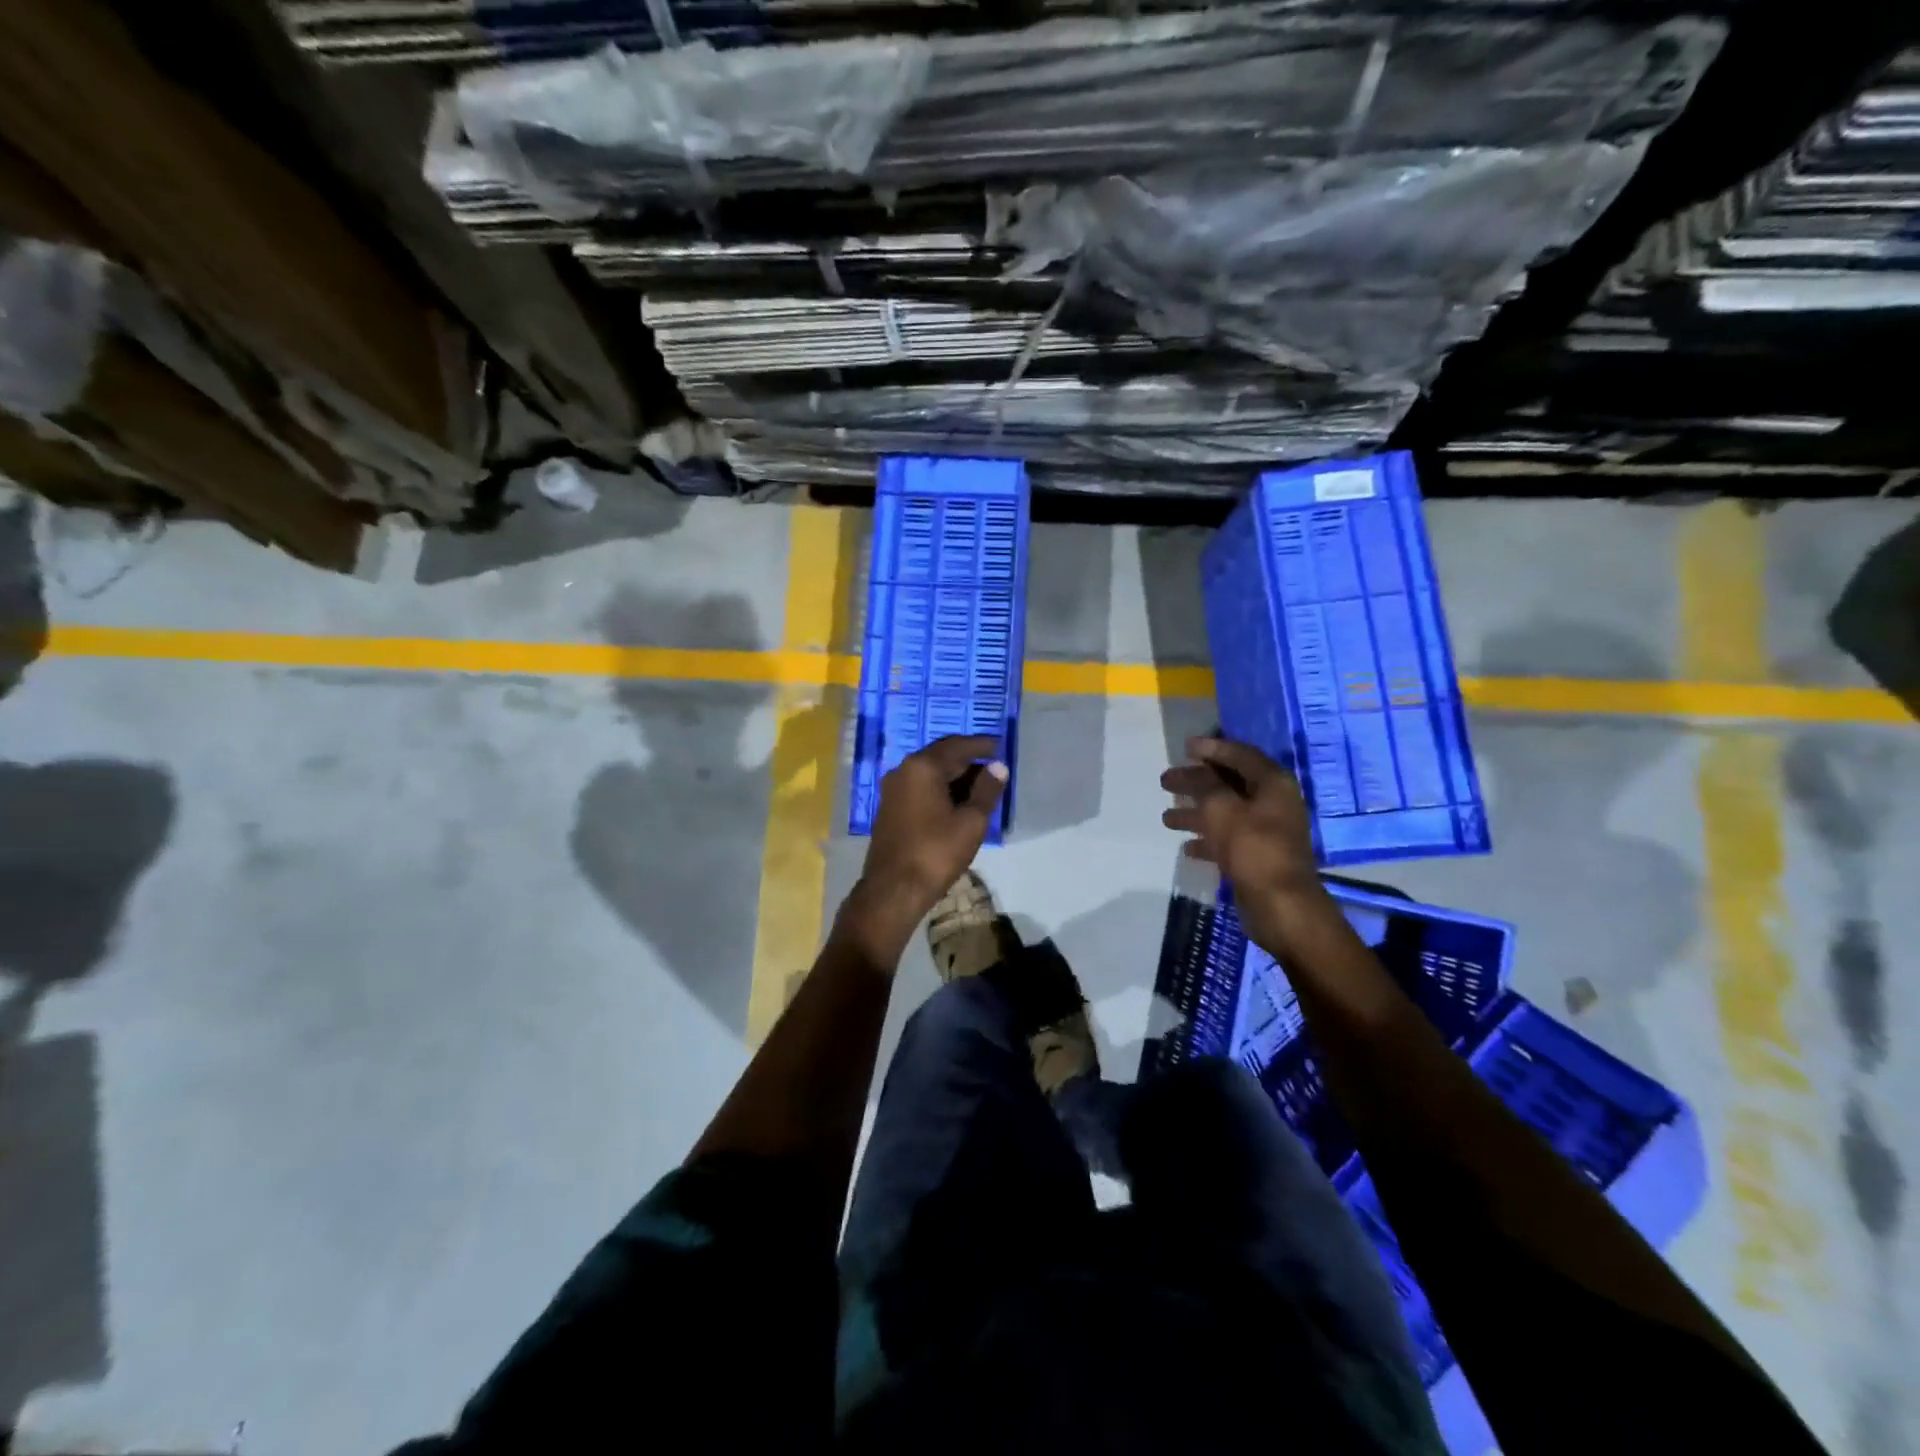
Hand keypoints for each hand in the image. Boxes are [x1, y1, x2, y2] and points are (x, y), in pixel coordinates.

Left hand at [854, 734, 1007, 935]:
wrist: (893, 890)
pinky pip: (920, 787)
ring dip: (955, 775)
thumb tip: (998, 767)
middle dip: (968, 759)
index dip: (981, 745)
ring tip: (981, 786)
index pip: (957, 746)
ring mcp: (893, 789)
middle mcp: (903, 770)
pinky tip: (957, 802)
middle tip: (993, 766)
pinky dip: (940, 788)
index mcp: (923, 767)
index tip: (1000, 746)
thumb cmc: (936, 853)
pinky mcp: (890, 807)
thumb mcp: (971, 822)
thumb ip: (987, 790)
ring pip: (930, 772)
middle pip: (941, 756)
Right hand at [1161, 736, 1331, 951]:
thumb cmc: (1252, 848)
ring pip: (1224, 812)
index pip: (1239, 755)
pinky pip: (1227, 838)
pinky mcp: (1257, 856)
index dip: (1211, 749)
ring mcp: (1267, 831)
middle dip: (1196, 782)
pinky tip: (1186, 846)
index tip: (1184, 747)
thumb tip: (1193, 770)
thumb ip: (1204, 784)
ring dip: (1196, 812)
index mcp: (1272, 783)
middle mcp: (1273, 802)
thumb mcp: (1221, 808)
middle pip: (1229, 783)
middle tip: (1166, 780)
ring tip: (1166, 817)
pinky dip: (1206, 839)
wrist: (1281, 905)